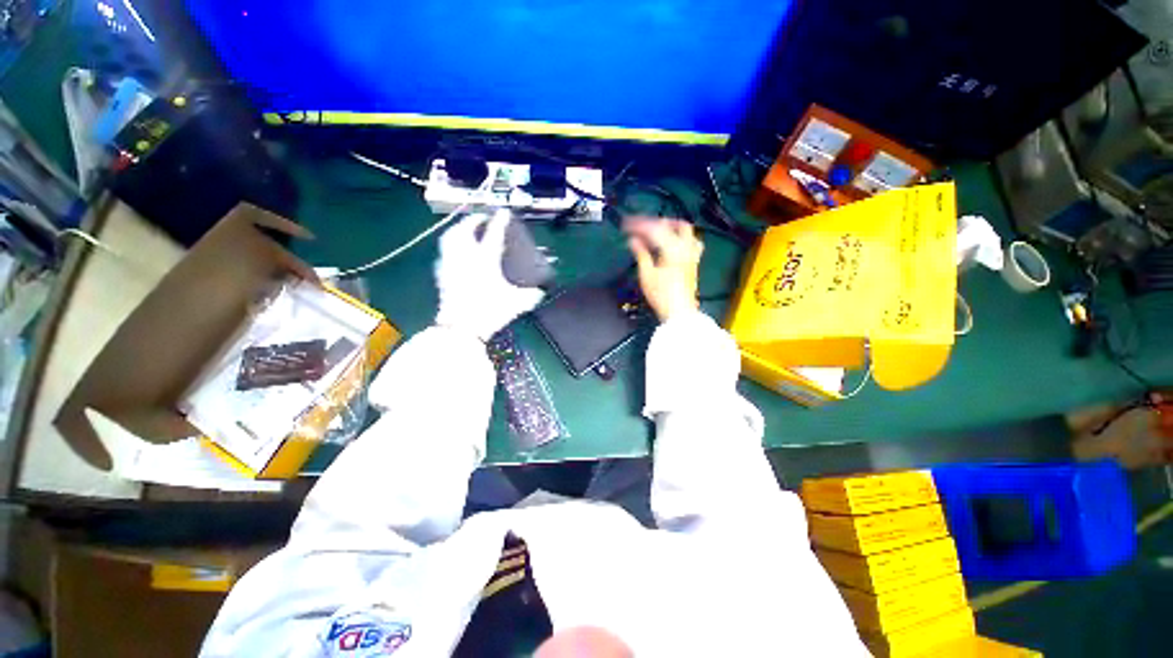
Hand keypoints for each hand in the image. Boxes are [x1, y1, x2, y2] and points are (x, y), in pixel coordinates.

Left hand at [435, 210, 544, 340]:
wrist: (461, 328)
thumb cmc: (490, 312)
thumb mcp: (517, 304)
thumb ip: (532, 295)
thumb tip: (543, 291)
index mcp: (485, 260)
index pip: (494, 235)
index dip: (500, 221)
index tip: (504, 212)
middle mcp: (466, 257)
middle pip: (465, 229)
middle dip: (474, 220)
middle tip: (481, 218)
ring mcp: (451, 264)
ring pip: (450, 238)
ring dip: (458, 229)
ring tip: (466, 229)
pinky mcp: (442, 275)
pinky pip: (445, 253)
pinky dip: (451, 247)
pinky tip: (455, 253)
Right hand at [626, 218, 702, 321]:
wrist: (679, 312)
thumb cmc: (661, 295)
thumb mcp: (647, 275)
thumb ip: (641, 254)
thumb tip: (633, 240)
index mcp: (672, 249)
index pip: (654, 230)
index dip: (639, 225)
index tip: (627, 225)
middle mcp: (685, 247)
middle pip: (674, 225)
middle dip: (658, 222)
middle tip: (643, 226)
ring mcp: (692, 254)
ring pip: (687, 231)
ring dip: (672, 226)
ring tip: (659, 229)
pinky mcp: (694, 261)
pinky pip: (692, 241)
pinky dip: (681, 236)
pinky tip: (674, 242)